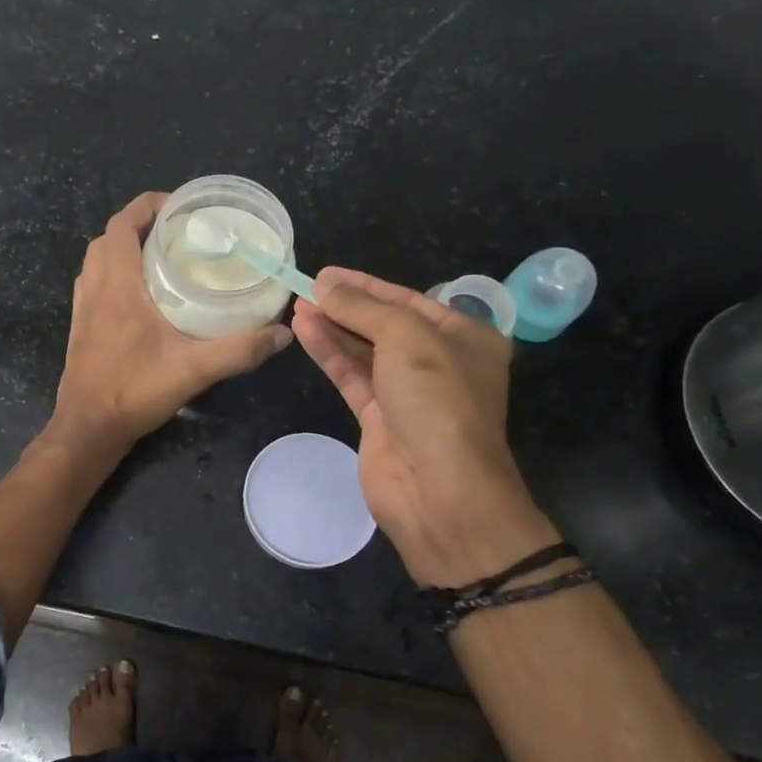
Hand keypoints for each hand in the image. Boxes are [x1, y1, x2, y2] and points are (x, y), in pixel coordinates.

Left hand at [52, 192, 292, 450]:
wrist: (87, 428)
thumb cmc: (133, 391)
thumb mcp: (193, 370)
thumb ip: (239, 350)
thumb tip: (281, 333)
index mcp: (116, 285)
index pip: (123, 224)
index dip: (149, 205)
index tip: (183, 207)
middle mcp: (94, 288)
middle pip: (111, 236)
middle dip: (143, 224)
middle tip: (181, 232)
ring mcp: (83, 307)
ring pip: (100, 259)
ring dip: (127, 247)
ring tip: (165, 256)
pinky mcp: (82, 325)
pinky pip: (96, 281)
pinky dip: (117, 272)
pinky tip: (145, 294)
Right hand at [292, 267, 558, 586]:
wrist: (440, 489)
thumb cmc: (437, 400)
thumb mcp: (406, 338)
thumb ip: (363, 308)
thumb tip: (325, 286)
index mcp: (465, 338)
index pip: (410, 301)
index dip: (367, 285)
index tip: (327, 273)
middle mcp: (439, 363)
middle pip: (385, 325)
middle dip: (346, 306)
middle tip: (306, 288)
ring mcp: (408, 393)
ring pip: (364, 351)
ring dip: (332, 328)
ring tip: (296, 305)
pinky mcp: (379, 419)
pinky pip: (352, 376)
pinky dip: (329, 353)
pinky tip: (304, 331)